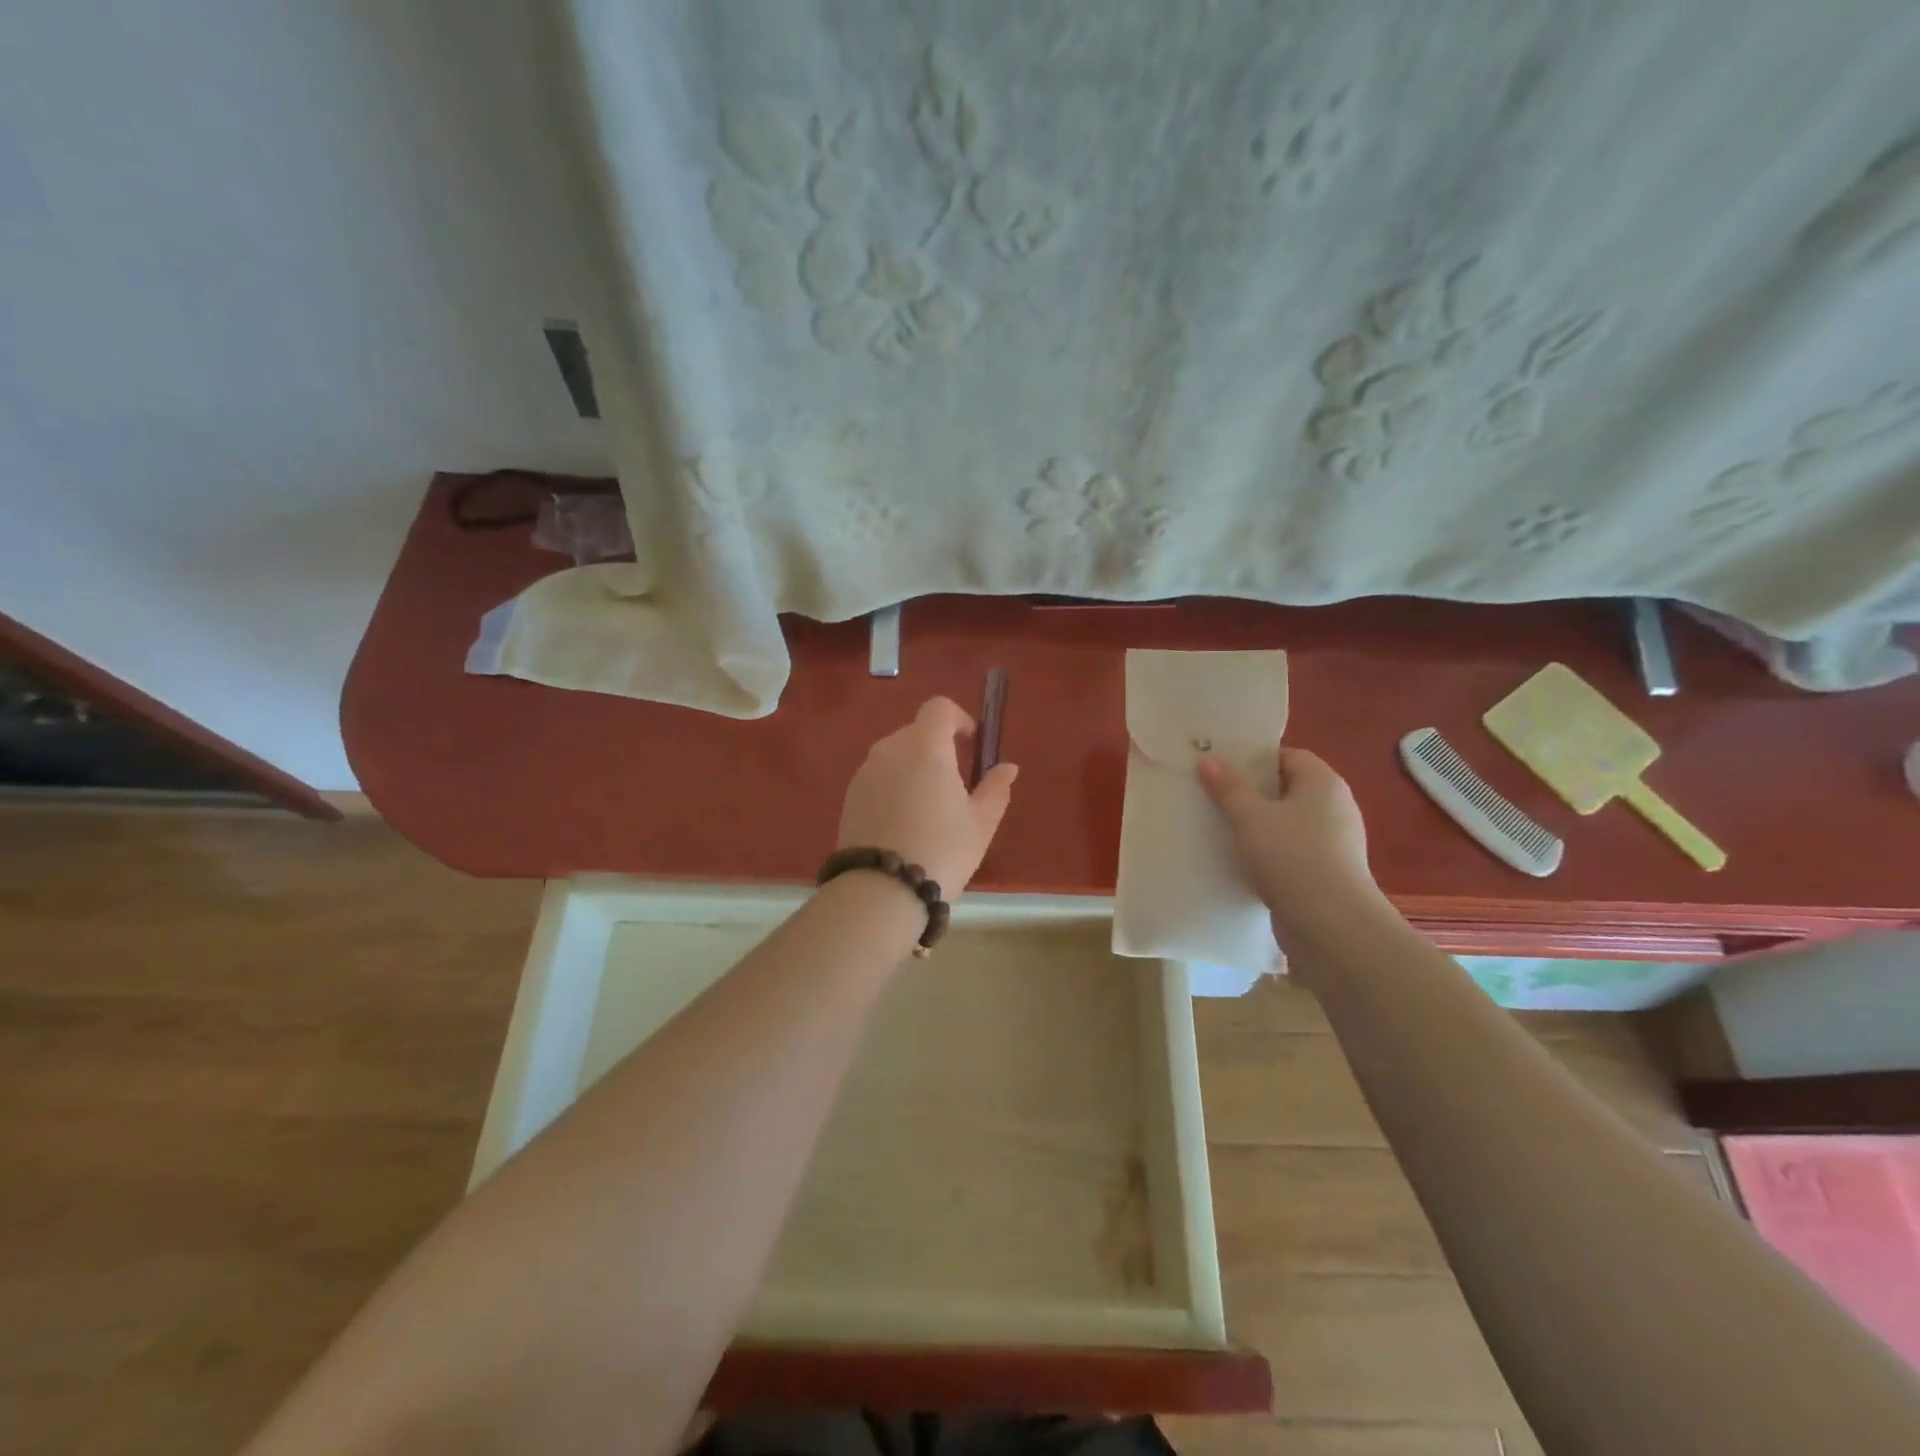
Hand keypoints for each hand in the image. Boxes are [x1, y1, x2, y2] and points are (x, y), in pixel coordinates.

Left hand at [837, 697, 1018, 899]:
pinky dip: (894, 788)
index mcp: (925, 746)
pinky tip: (903, 824)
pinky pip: (878, 778)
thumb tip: (1008, 767)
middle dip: (938, 748)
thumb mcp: (981, 823)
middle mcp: (890, 749)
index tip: (971, 742)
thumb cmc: (941, 850)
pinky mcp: (850, 796)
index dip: (958, 718)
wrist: (880, 890)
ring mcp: (865, 772)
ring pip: (895, 756)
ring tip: (929, 809)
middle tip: (955, 785)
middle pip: (916, 732)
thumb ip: (996, 788)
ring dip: (914, 768)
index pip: (939, 708)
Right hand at [1197, 747, 1386, 942]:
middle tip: (1213, 797)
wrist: (1331, 926)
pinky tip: (1242, 863)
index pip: (1288, 756)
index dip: (1255, 759)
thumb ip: (1229, 787)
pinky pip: (1292, 852)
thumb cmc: (1292, 857)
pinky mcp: (1328, 874)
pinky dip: (1269, 854)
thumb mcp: (1250, 817)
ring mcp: (1335, 843)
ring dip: (1258, 827)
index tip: (1222, 769)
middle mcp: (1335, 807)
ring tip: (1220, 831)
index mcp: (1323, 783)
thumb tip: (1209, 760)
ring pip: (1287, 824)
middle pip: (1287, 789)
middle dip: (1251, 794)